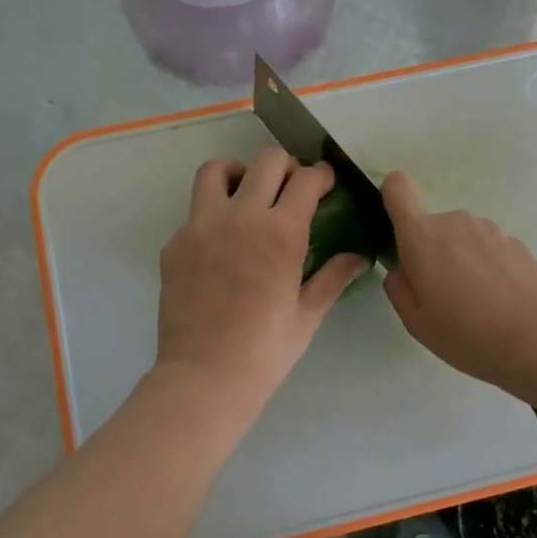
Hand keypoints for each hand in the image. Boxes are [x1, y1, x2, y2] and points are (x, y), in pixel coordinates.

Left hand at [155, 150, 369, 406]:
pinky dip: (213, 213)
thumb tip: (361, 257)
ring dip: (239, 173)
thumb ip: (334, 277)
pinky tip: (222, 243)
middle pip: (266, 162)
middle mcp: (241, 216)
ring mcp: (201, 226)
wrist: (205, 376)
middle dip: (287, 166)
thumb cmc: (266, 349)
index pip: (306, 180)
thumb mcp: (308, 314)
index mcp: (282, 232)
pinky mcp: (175, 244)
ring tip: (248, 195)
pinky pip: (195, 211)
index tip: (325, 183)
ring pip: (216, 171)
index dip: (321, 175)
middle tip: (292, 188)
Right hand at [380, 172, 536, 392]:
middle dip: (431, 252)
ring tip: (476, 303)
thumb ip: (398, 287)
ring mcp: (491, 229)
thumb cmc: (466, 334)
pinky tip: (500, 301)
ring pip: (462, 238)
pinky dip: (488, 267)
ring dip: (461, 260)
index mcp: (423, 236)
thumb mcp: (416, 322)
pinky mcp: (517, 243)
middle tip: (443, 296)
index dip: (391, 199)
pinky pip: (489, 248)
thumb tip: (402, 269)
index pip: (397, 188)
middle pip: (432, 226)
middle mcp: (456, 222)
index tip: (395, 229)